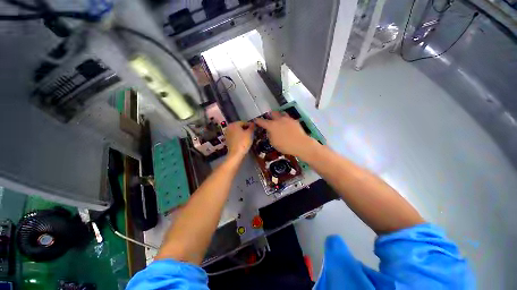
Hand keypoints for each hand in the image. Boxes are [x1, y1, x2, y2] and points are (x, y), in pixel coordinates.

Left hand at [224, 121, 254, 159]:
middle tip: (252, 133)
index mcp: (234, 124)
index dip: (250, 125)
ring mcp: (227, 134)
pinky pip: (235, 136)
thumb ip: (252, 127)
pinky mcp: (227, 140)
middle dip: (246, 129)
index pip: (244, 122)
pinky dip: (239, 137)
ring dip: (242, 133)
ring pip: (237, 131)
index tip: (255, 129)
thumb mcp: (249, 133)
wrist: (236, 154)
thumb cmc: (243, 142)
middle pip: (240, 126)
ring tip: (248, 137)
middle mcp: (229, 127)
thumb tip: (253, 123)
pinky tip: (243, 141)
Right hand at [254, 111, 316, 156]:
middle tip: (269, 119)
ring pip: (281, 113)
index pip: (262, 121)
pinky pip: (288, 118)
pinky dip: (286, 120)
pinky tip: (287, 125)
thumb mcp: (273, 143)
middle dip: (269, 115)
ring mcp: (287, 119)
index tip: (255, 120)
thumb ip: (270, 135)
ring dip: (278, 115)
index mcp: (272, 126)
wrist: (300, 144)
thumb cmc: (285, 146)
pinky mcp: (294, 121)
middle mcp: (279, 120)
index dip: (258, 121)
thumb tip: (270, 131)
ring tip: (278, 119)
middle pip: (272, 113)